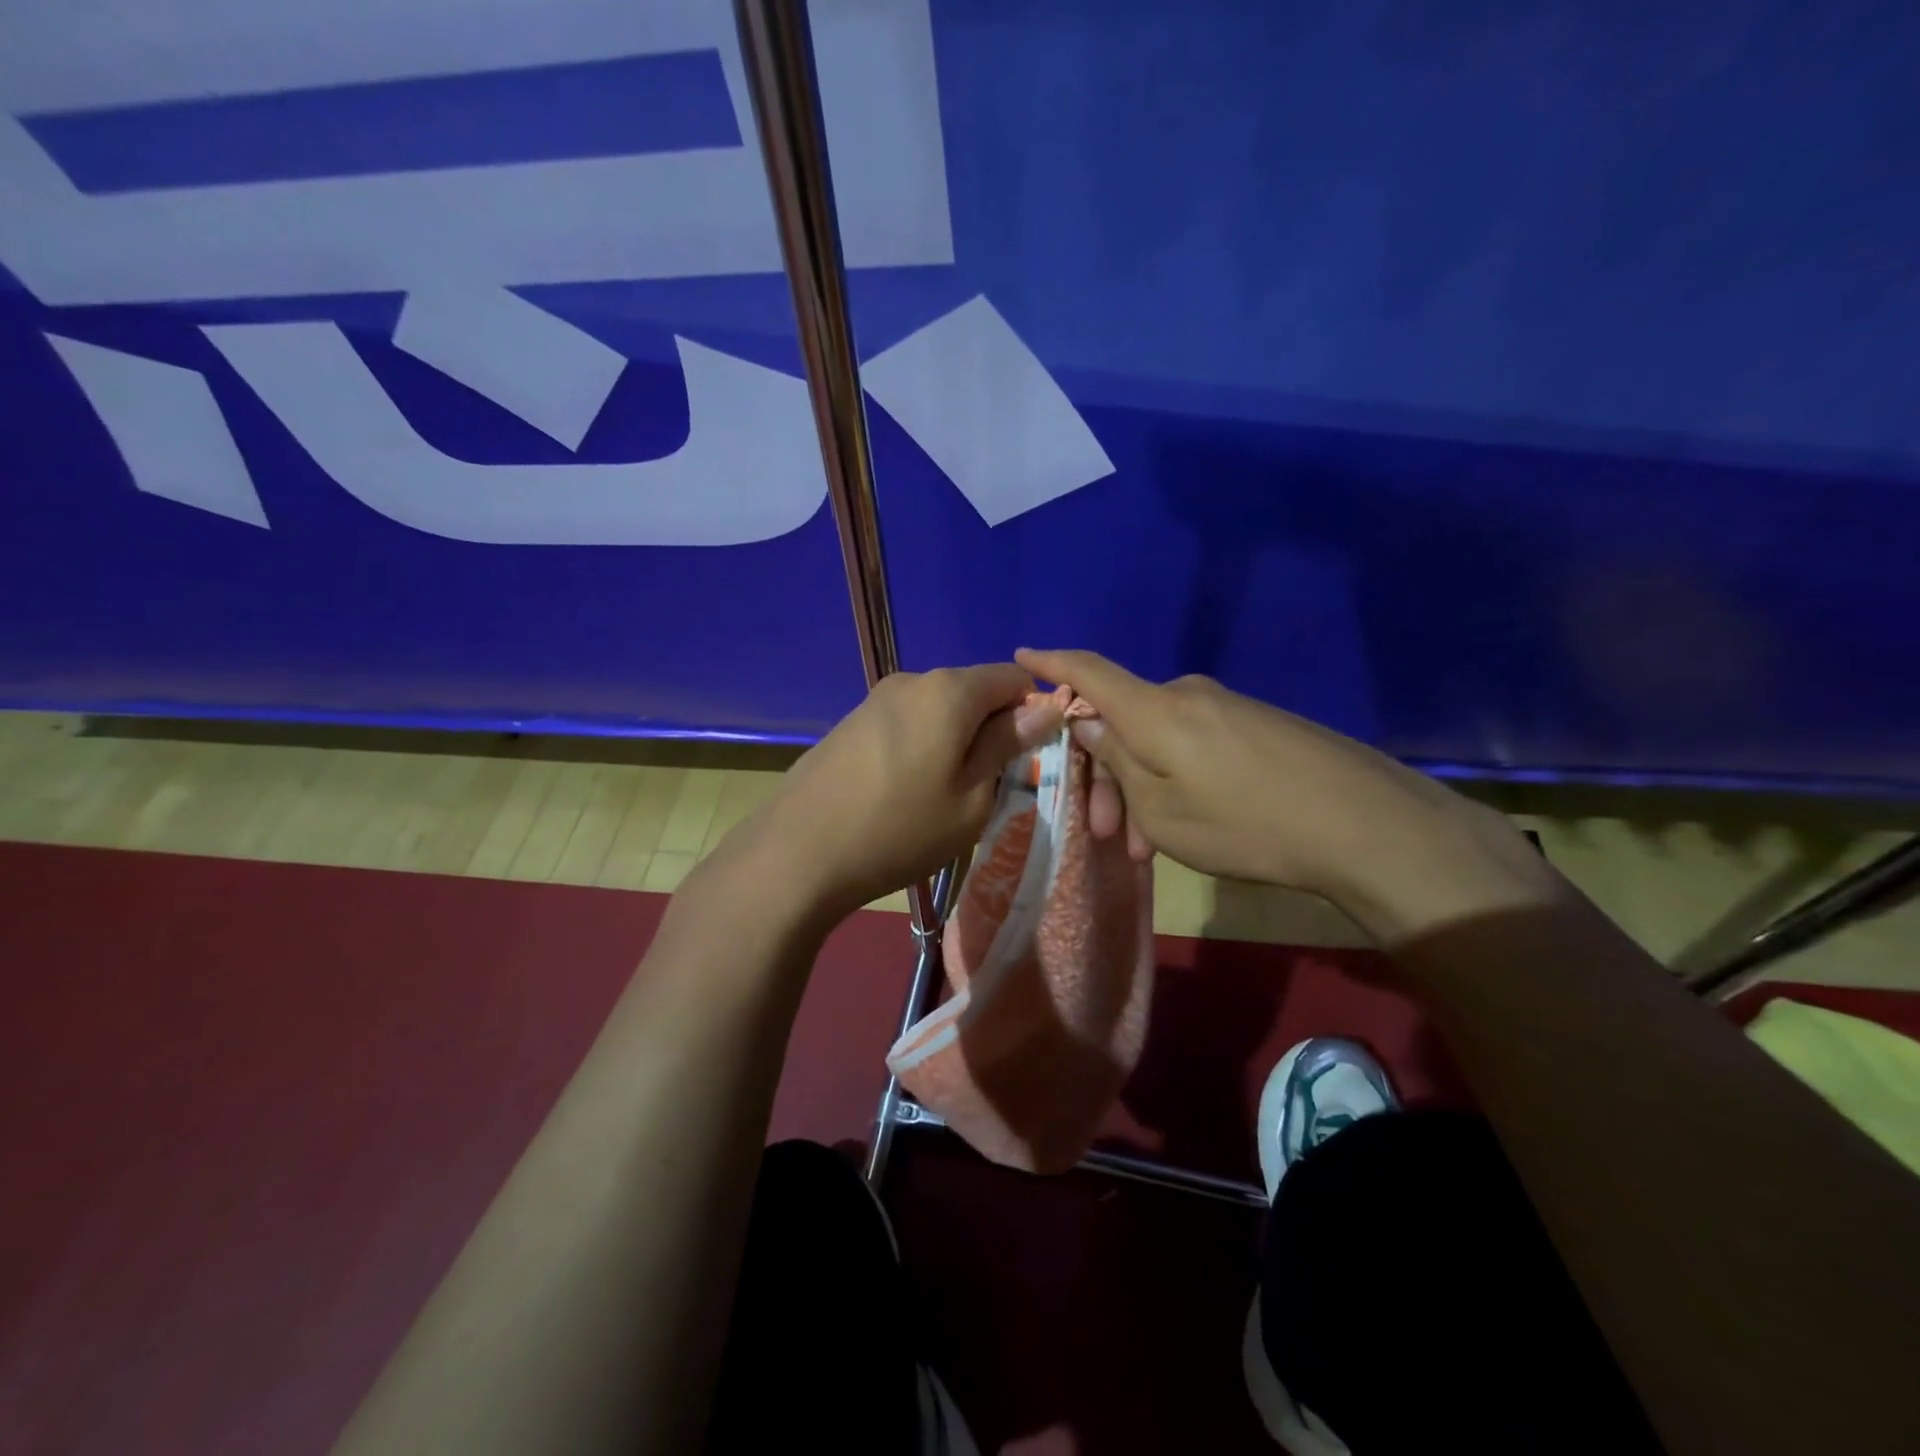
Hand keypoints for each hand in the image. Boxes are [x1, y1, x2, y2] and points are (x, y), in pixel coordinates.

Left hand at [718, 664, 1062, 922]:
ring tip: (941, 795)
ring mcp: (876, 698)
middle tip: (985, 787)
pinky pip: (908, 722)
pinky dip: (923, 745)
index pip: (1014, 678)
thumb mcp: (972, 798)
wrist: (798, 852)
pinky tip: (903, 790)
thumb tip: (1045, 709)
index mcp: (950, 690)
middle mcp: (913, 680)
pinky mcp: (852, 721)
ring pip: (940, 709)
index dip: (1031, 713)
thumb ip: (1008, 745)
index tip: (1025, 760)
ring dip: (955, 740)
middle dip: (991, 728)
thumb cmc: (899, 830)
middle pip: (974, 691)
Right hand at [1015, 649, 1557, 941]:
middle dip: (1103, 775)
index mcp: (1154, 709)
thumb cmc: (1243, 823)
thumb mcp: (1160, 809)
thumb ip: (1116, 761)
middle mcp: (1187, 695)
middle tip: (1103, 834)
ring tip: (1146, 848)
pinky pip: (1195, 745)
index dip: (1051, 662)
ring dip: (1141, 788)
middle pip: (1123, 720)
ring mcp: (1227, 708)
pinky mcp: (1257, 725)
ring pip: (1159, 741)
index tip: (1021, 653)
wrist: (1363, 824)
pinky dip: (1175, 781)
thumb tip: (1087, 721)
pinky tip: (1187, 825)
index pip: (1089, 670)